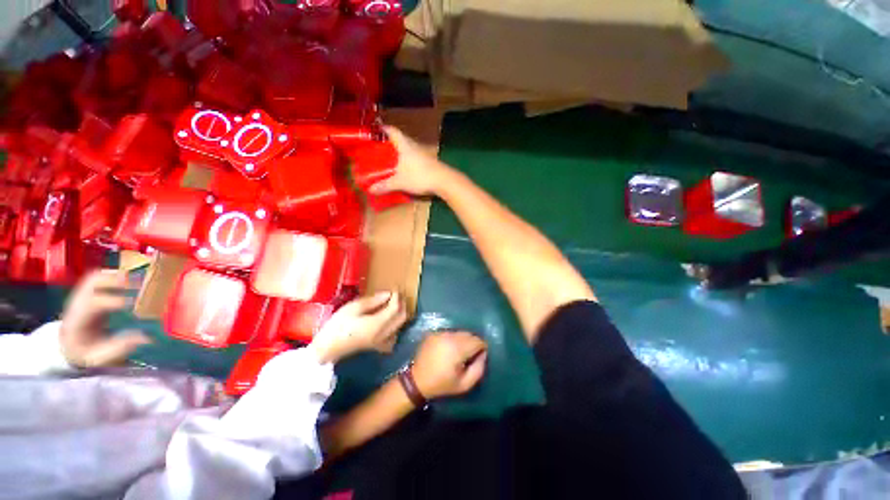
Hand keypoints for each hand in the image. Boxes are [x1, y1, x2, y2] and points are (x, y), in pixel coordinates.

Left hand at [60, 270, 151, 367]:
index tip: (134, 304)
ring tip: (138, 280)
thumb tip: (146, 337)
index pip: (93, 303)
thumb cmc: (86, 352)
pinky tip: (130, 281)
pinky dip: (115, 275)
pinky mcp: (89, 292)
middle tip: (139, 284)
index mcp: (77, 320)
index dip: (114, 301)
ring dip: (116, 275)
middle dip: (115, 280)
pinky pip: (100, 277)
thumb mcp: (100, 356)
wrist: (69, 346)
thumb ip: (119, 347)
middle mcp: (77, 303)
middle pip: (91, 282)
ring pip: (95, 276)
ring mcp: (81, 295)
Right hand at [308, 292, 407, 363]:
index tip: (395, 287)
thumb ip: (372, 301)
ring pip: (400, 326)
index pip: (395, 308)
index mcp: (377, 324)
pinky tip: (390, 322)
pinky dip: (396, 327)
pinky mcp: (377, 347)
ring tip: (394, 303)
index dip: (397, 296)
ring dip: (400, 313)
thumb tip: (388, 294)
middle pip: (402, 317)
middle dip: (402, 303)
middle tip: (397, 294)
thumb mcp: (352, 309)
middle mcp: (384, 334)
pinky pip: (394, 337)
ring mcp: (382, 342)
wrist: (326, 349)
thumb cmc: (337, 326)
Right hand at [370, 126, 452, 196]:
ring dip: (400, 154)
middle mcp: (414, 146)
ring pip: (408, 150)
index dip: (382, 129)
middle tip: (379, 150)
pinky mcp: (429, 162)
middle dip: (389, 144)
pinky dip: (407, 162)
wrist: (444, 181)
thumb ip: (385, 185)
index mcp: (404, 144)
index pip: (392, 131)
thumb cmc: (419, 176)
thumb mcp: (400, 182)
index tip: (374, 131)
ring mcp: (423, 154)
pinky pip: (414, 159)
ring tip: (390, 161)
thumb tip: (370, 190)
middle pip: (400, 140)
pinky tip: (405, 170)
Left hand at [411, 332, 487, 398]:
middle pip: (469, 334)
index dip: (482, 348)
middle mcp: (449, 336)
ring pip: (459, 332)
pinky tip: (448, 349)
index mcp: (458, 348)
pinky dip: (452, 339)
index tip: (480, 356)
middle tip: (470, 355)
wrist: (417, 380)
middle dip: (473, 343)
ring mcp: (440, 333)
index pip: (478, 341)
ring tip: (459, 352)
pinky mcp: (434, 332)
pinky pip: (449, 332)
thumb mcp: (464, 384)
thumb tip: (484, 354)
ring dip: (463, 340)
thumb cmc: (442, 384)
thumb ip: (479, 369)